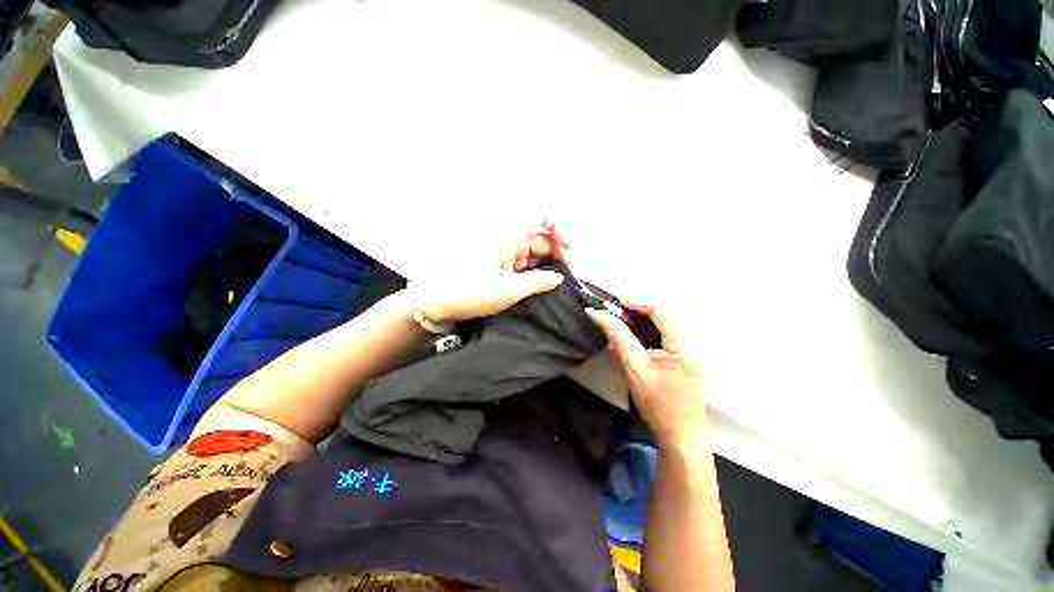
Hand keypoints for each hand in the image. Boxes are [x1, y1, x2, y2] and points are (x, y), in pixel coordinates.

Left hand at [412, 222, 570, 323]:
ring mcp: (502, 251)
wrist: (436, 301)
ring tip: (555, 284)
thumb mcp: (510, 290)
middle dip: (556, 252)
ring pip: (531, 250)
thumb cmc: (471, 292)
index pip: (540, 215)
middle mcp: (507, 238)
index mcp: (509, 235)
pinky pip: (521, 262)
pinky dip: (533, 271)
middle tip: (566, 276)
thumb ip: (539, 282)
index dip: (559, 227)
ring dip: (545, 264)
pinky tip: (540, 285)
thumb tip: (559, 278)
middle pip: (540, 237)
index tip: (568, 248)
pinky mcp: (497, 263)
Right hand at [586, 301, 707, 448]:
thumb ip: (618, 337)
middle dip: (636, 311)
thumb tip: (598, 313)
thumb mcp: (635, 368)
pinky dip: (645, 332)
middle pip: (662, 316)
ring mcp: (688, 351)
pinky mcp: (682, 358)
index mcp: (684, 345)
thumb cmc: (659, 404)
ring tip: (617, 321)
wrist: (680, 437)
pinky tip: (630, 335)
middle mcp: (690, 343)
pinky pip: (662, 337)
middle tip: (612, 312)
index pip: (661, 311)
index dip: (636, 302)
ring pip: (661, 326)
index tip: (613, 301)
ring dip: (639, 321)